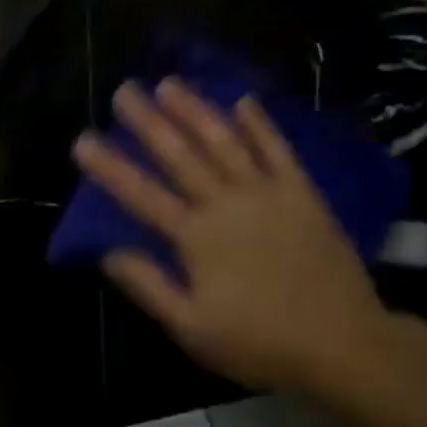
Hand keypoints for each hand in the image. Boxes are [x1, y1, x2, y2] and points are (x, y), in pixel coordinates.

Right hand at [73, 79, 399, 395]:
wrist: (344, 343)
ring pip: (224, 141)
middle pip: (180, 155)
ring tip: (170, 83)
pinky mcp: (302, 194)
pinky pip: (278, 151)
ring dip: (195, 110)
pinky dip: (260, 125)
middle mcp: (226, 203)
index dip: (109, 166)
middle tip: (125, 90)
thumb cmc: (260, 342)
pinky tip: (244, 102)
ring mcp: (267, 193)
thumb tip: (108, 252)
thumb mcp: (192, 328)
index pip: (141, 194)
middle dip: (148, 121)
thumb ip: (149, 286)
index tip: (83, 139)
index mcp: (196, 237)